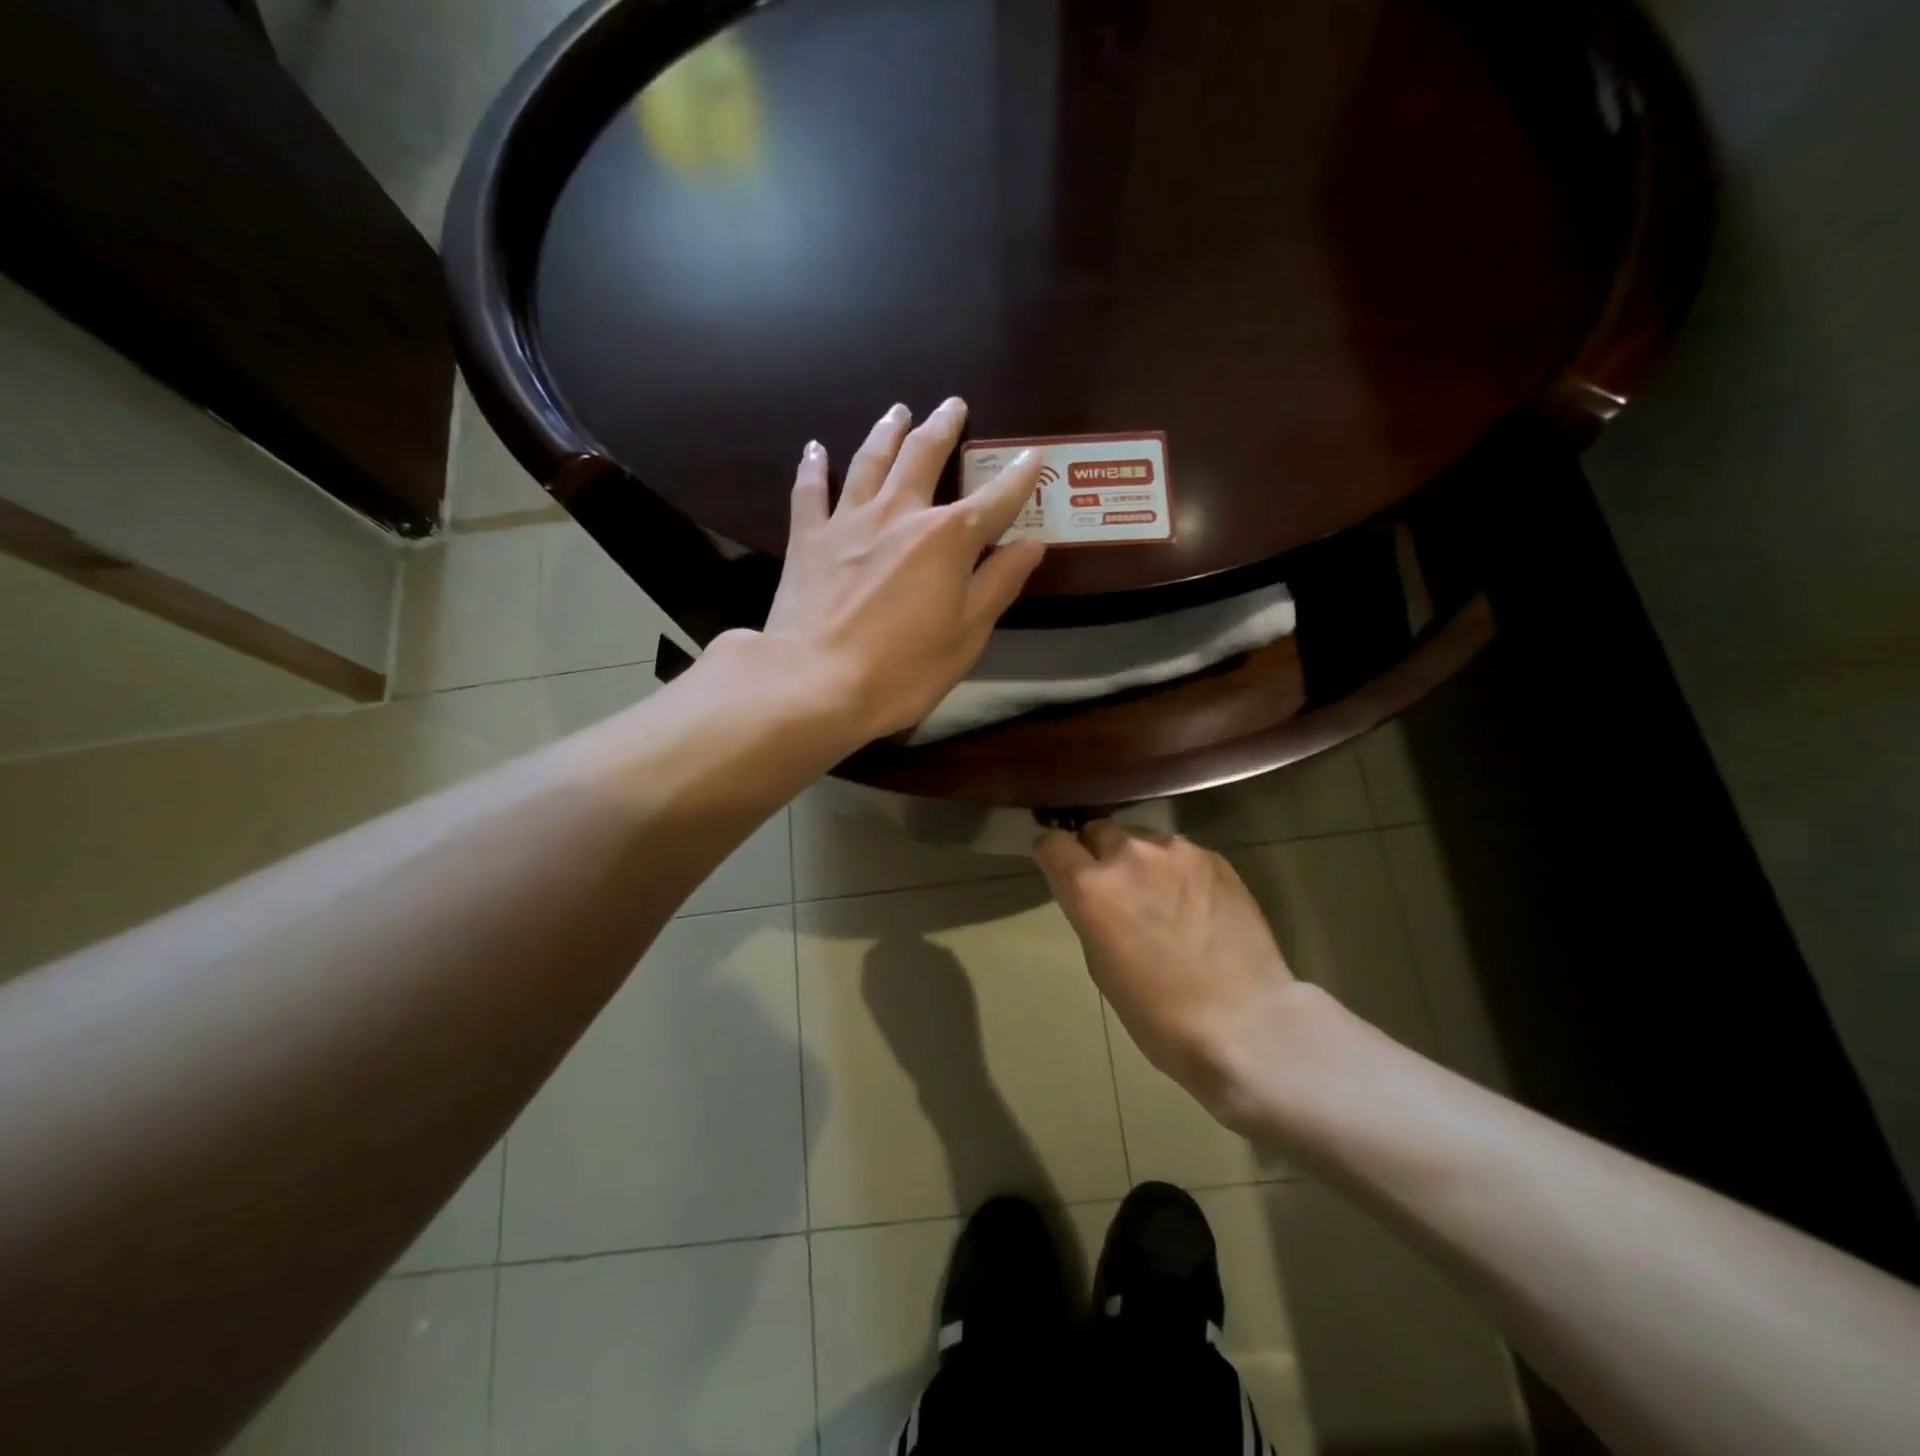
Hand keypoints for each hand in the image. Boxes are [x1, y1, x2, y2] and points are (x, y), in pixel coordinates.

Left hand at [756, 398, 1045, 742]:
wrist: (814, 683)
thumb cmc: (902, 670)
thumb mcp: (966, 635)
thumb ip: (999, 584)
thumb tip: (1032, 543)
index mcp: (946, 539)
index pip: (995, 499)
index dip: (1018, 477)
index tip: (1033, 456)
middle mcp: (899, 514)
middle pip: (924, 456)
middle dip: (943, 428)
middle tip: (953, 405)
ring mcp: (849, 522)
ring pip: (870, 460)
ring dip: (888, 431)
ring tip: (899, 411)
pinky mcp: (808, 539)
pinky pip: (810, 491)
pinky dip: (814, 466)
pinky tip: (815, 448)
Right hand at [1035, 821, 1305, 1117]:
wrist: (1244, 1023)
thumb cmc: (1157, 1013)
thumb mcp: (1100, 964)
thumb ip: (1090, 914)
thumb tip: (1095, 894)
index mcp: (1091, 885)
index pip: (1052, 843)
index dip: (1051, 855)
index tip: (1057, 867)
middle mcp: (1129, 854)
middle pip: (1098, 831)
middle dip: (1097, 853)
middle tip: (1113, 887)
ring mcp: (1177, 851)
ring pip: (1141, 838)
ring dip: (1139, 858)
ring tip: (1158, 894)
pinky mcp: (1215, 857)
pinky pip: (1180, 852)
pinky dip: (1175, 869)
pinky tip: (1192, 902)